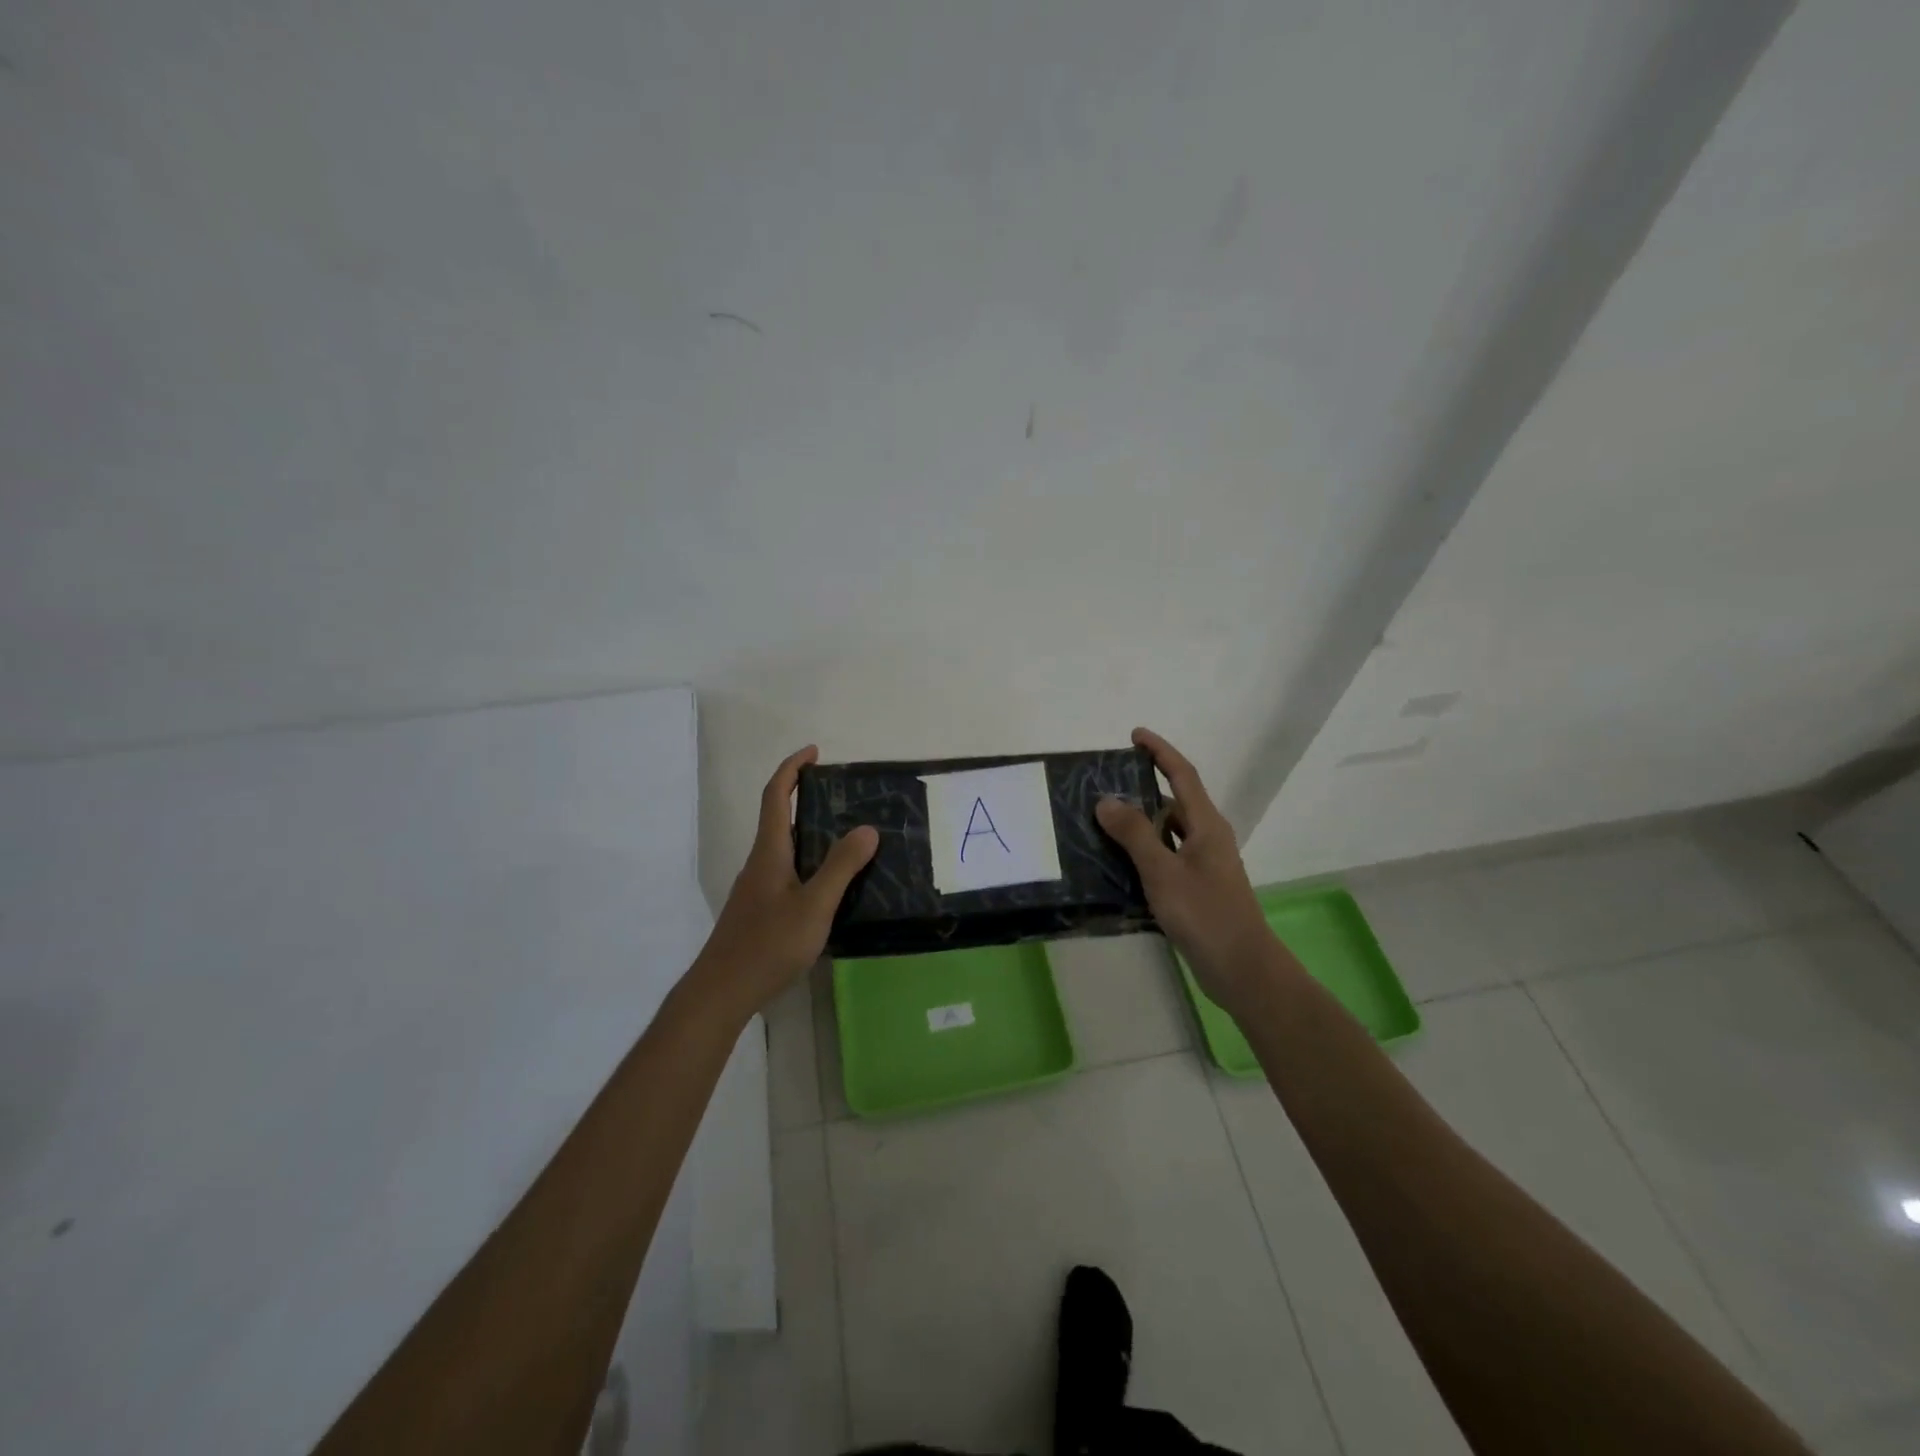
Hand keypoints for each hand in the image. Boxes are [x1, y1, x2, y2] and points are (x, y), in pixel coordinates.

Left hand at [694, 746, 878, 1016]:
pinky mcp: (758, 910)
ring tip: (845, 834)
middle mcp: (759, 863)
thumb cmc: (768, 944)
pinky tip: (828, 882)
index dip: (792, 768)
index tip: (814, 752)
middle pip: (778, 817)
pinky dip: (806, 859)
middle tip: (841, 794)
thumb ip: (841, 867)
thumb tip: (867, 828)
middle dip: (803, 796)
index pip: (776, 796)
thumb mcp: (814, 905)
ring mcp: (756, 888)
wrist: (722, 992)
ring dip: (807, 830)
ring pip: (782, 846)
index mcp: (769, 852)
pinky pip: (785, 870)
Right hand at [1095, 728, 1274, 1009]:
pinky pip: (1166, 858)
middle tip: (1104, 787)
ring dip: (1140, 824)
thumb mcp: (1163, 871)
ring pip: (1168, 832)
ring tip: (1102, 822)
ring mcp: (1204, 865)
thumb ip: (1134, 834)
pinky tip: (1118, 864)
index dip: (1160, 751)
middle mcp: (1208, 838)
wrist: (1241, 969)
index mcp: (1206, 825)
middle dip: (1142, 790)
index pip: (1183, 774)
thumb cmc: (1205, 914)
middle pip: (1174, 802)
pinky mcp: (1197, 888)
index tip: (1135, 735)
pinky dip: (1144, 853)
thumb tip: (1106, 799)